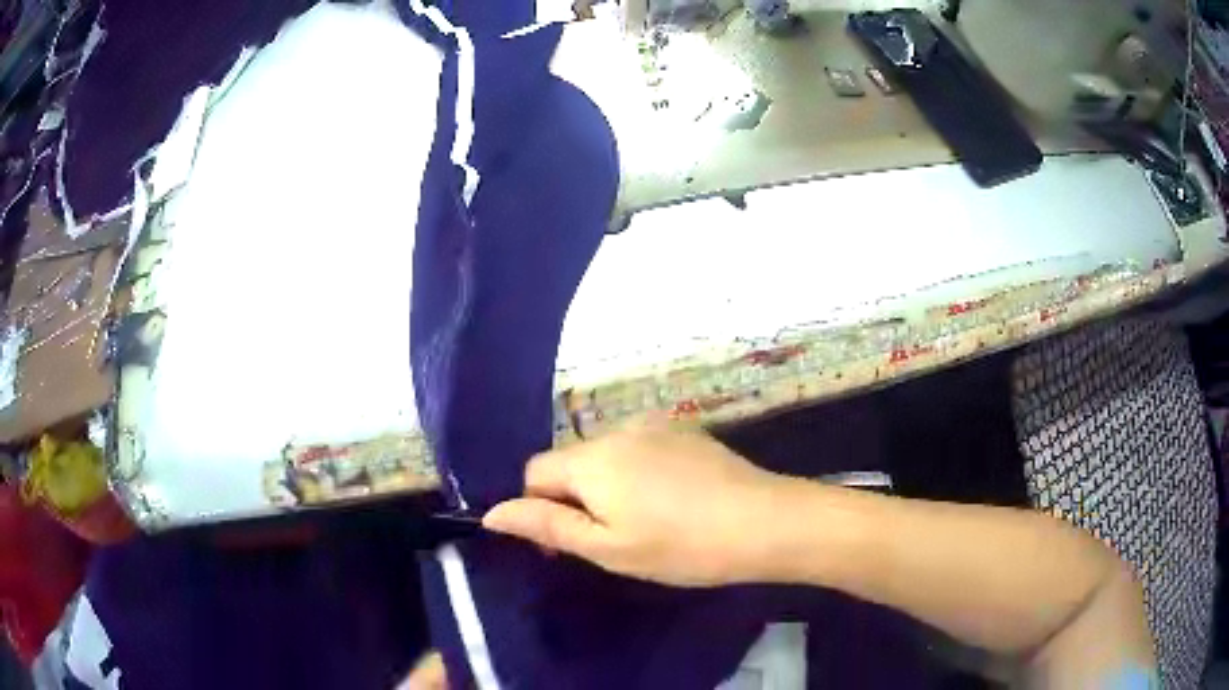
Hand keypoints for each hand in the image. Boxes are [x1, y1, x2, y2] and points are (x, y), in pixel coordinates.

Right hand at [482, 421, 795, 585]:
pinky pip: (640, 450)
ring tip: (644, 524)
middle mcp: (617, 430)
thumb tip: (492, 512)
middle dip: (573, 499)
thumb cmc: (680, 546)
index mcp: (591, 459)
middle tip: (608, 542)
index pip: (534, 472)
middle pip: (570, 463)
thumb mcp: (607, 547)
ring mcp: (655, 426)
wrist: (764, 522)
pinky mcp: (685, 432)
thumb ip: (546, 526)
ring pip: (606, 457)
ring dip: (606, 487)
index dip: (537, 509)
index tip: (562, 546)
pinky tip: (671, 503)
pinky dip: (637, 474)